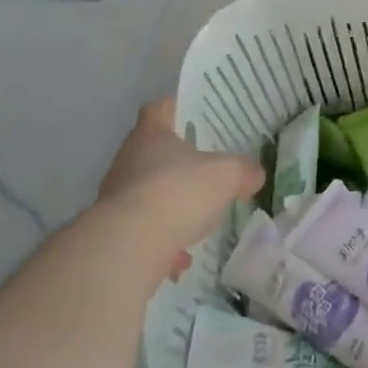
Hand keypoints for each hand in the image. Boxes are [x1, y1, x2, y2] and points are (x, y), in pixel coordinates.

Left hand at [96, 98, 262, 280]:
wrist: (129, 247)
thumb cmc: (179, 193)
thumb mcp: (227, 175)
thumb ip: (243, 171)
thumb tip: (254, 174)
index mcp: (151, 137)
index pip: (158, 110)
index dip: (174, 108)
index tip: (189, 114)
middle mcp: (128, 162)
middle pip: (151, 154)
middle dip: (175, 164)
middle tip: (203, 171)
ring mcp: (116, 199)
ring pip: (146, 195)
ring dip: (169, 207)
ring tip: (197, 222)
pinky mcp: (113, 235)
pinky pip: (143, 233)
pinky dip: (161, 244)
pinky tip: (181, 260)